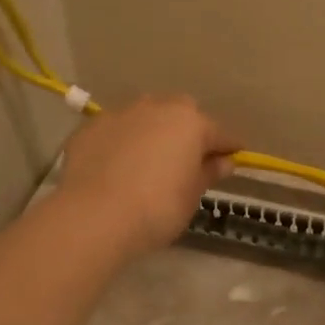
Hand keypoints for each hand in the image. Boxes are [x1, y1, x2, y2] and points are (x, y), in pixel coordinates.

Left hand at [57, 95, 239, 258]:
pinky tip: (117, 166)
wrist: (94, 216)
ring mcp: (120, 114)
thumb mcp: (191, 196)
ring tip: (149, 159)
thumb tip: (224, 162)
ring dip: (152, 131)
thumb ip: (208, 173)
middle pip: (181, 113)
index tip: (234, 158)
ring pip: (145, 116)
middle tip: (187, 158)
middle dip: (188, 130)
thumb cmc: (157, 209)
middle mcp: (157, 108)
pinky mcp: (90, 128)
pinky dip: (121, 142)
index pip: (219, 133)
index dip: (229, 147)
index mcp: (190, 123)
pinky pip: (115, 131)